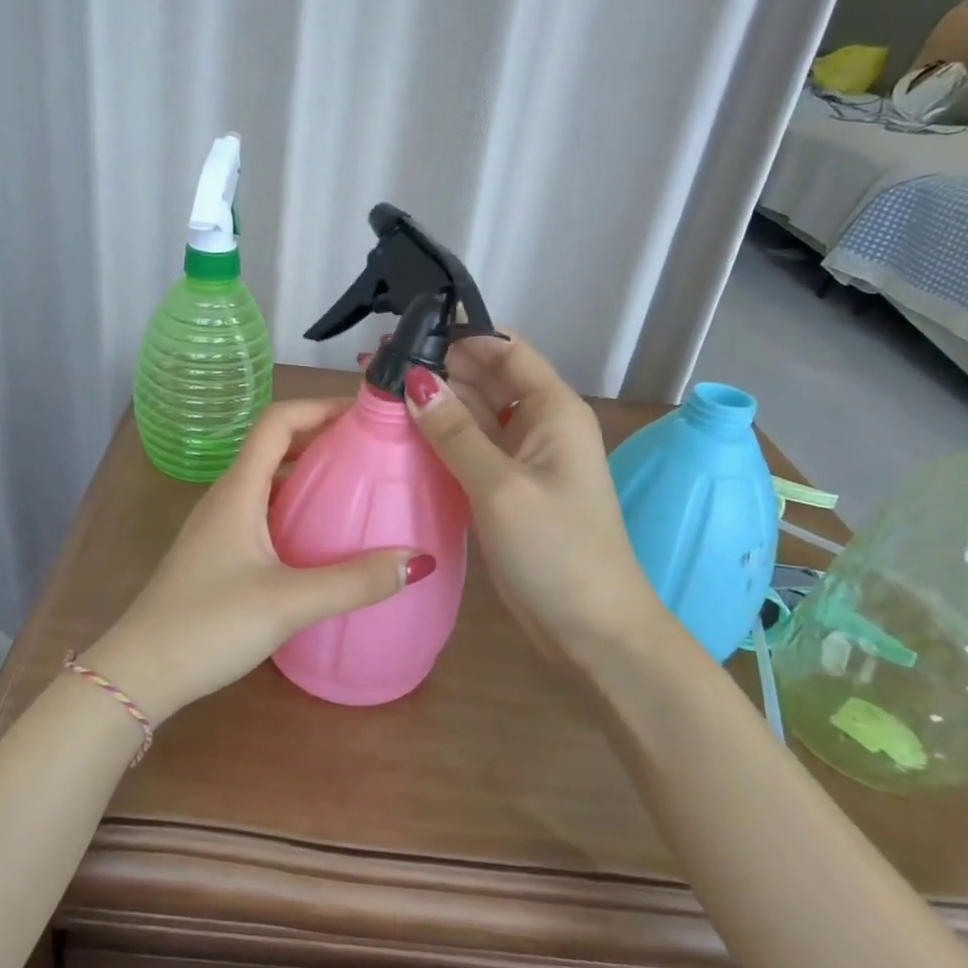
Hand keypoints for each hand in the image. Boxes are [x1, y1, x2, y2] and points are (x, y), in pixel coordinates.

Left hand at [87, 399, 422, 720]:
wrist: (139, 673)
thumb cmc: (209, 625)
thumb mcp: (289, 602)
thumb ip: (355, 582)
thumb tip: (420, 559)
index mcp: (238, 491)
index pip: (277, 421)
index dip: (319, 406)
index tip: (365, 414)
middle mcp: (227, 498)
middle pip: (275, 446)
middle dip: (322, 438)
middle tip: (373, 450)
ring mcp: (218, 527)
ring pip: (269, 481)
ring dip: (308, 473)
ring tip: (356, 488)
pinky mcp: (218, 555)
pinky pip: (263, 512)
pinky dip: (295, 507)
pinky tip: (320, 539)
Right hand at [402, 337, 659, 654]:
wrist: (594, 632)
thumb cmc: (556, 552)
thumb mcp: (500, 487)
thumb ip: (455, 432)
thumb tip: (413, 379)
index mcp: (553, 410)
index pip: (505, 349)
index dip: (458, 336)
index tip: (402, 335)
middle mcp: (540, 424)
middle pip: (486, 379)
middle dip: (436, 369)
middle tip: (373, 367)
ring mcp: (523, 458)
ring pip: (474, 414)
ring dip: (433, 404)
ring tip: (376, 396)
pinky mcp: (507, 488)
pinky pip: (470, 448)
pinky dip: (439, 439)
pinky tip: (400, 436)